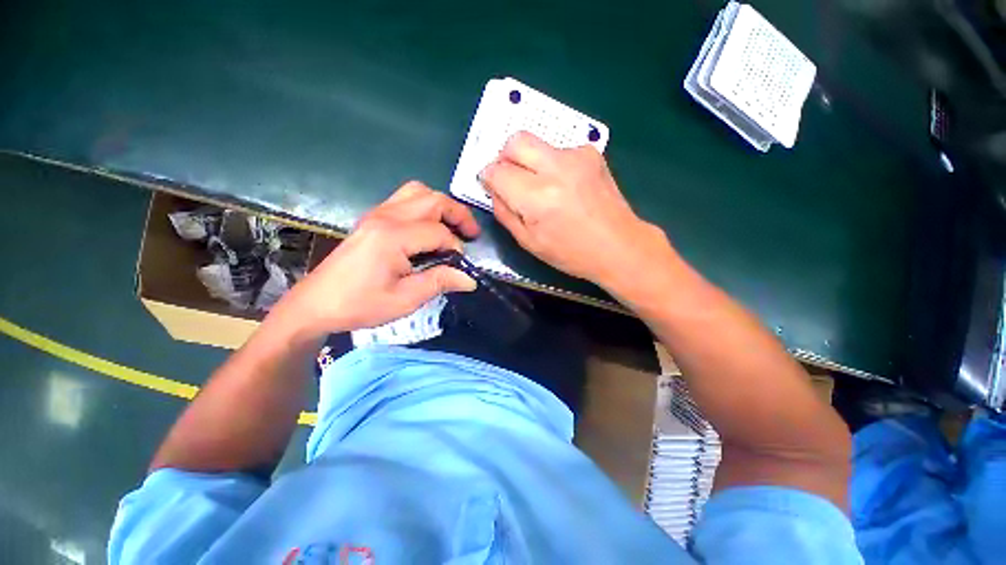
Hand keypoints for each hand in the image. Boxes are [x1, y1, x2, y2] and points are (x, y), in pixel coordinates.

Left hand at [272, 181, 479, 339]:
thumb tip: (469, 278)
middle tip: (472, 234)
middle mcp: (386, 216)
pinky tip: (428, 228)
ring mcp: (377, 213)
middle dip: (458, 214)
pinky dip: (424, 207)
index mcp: (393, 236)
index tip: (460, 266)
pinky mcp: (372, 218)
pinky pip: (405, 199)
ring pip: (418, 192)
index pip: (439, 232)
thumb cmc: (359, 305)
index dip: (456, 248)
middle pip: (432, 200)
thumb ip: (439, 282)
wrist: (316, 304)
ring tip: (452, 226)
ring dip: (441, 205)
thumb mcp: (405, 299)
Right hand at [480, 131, 675, 294]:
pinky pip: (558, 149)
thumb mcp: (528, 242)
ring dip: (529, 161)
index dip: (489, 178)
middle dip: (505, 158)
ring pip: (537, 143)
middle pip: (515, 141)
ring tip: (542, 186)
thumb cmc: (571, 252)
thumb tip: (494, 190)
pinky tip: (564, 185)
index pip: (497, 171)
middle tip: (510, 178)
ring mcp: (576, 156)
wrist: (619, 245)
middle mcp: (556, 168)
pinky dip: (552, 163)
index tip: (493, 186)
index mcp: (537, 197)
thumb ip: (504, 212)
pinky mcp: (591, 152)